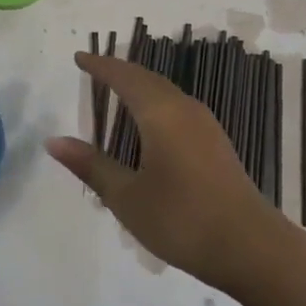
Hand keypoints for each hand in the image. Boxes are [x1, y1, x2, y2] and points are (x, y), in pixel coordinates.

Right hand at [45, 53, 289, 296]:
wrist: (250, 247)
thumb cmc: (181, 219)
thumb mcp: (127, 197)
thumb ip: (91, 166)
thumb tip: (54, 141)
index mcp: (160, 113)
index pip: (124, 77)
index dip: (100, 66)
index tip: (79, 58)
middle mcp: (184, 108)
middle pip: (147, 79)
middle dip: (120, 72)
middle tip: (95, 70)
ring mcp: (205, 124)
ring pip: (166, 92)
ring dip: (140, 87)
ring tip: (118, 93)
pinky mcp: (216, 143)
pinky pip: (178, 108)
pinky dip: (156, 104)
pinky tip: (150, 126)